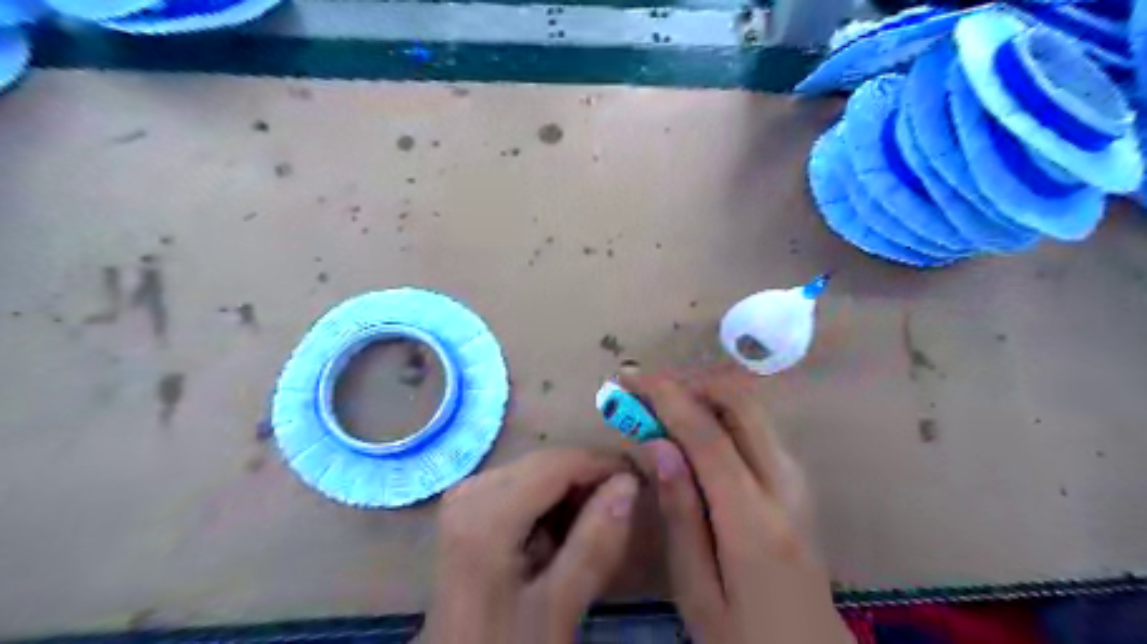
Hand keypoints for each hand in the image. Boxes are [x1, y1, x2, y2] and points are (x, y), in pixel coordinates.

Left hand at [419, 451, 635, 640]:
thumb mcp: (557, 608)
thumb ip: (596, 544)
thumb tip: (629, 482)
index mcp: (486, 513)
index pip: (557, 463)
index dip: (603, 464)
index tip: (642, 481)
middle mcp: (470, 490)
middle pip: (545, 465)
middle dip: (587, 483)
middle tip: (622, 513)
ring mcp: (466, 496)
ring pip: (537, 473)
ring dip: (571, 496)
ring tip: (593, 532)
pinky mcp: (469, 507)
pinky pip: (522, 487)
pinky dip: (550, 506)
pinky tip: (560, 538)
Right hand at [618, 366, 850, 641]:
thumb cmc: (744, 636)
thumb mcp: (696, 590)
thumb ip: (680, 513)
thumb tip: (659, 445)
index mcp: (753, 520)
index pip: (707, 433)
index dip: (666, 396)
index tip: (630, 375)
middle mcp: (785, 484)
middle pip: (741, 402)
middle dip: (690, 381)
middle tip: (647, 387)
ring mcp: (797, 478)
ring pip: (752, 407)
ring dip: (705, 393)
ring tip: (662, 404)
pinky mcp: (797, 479)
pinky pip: (757, 425)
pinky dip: (720, 411)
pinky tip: (691, 427)